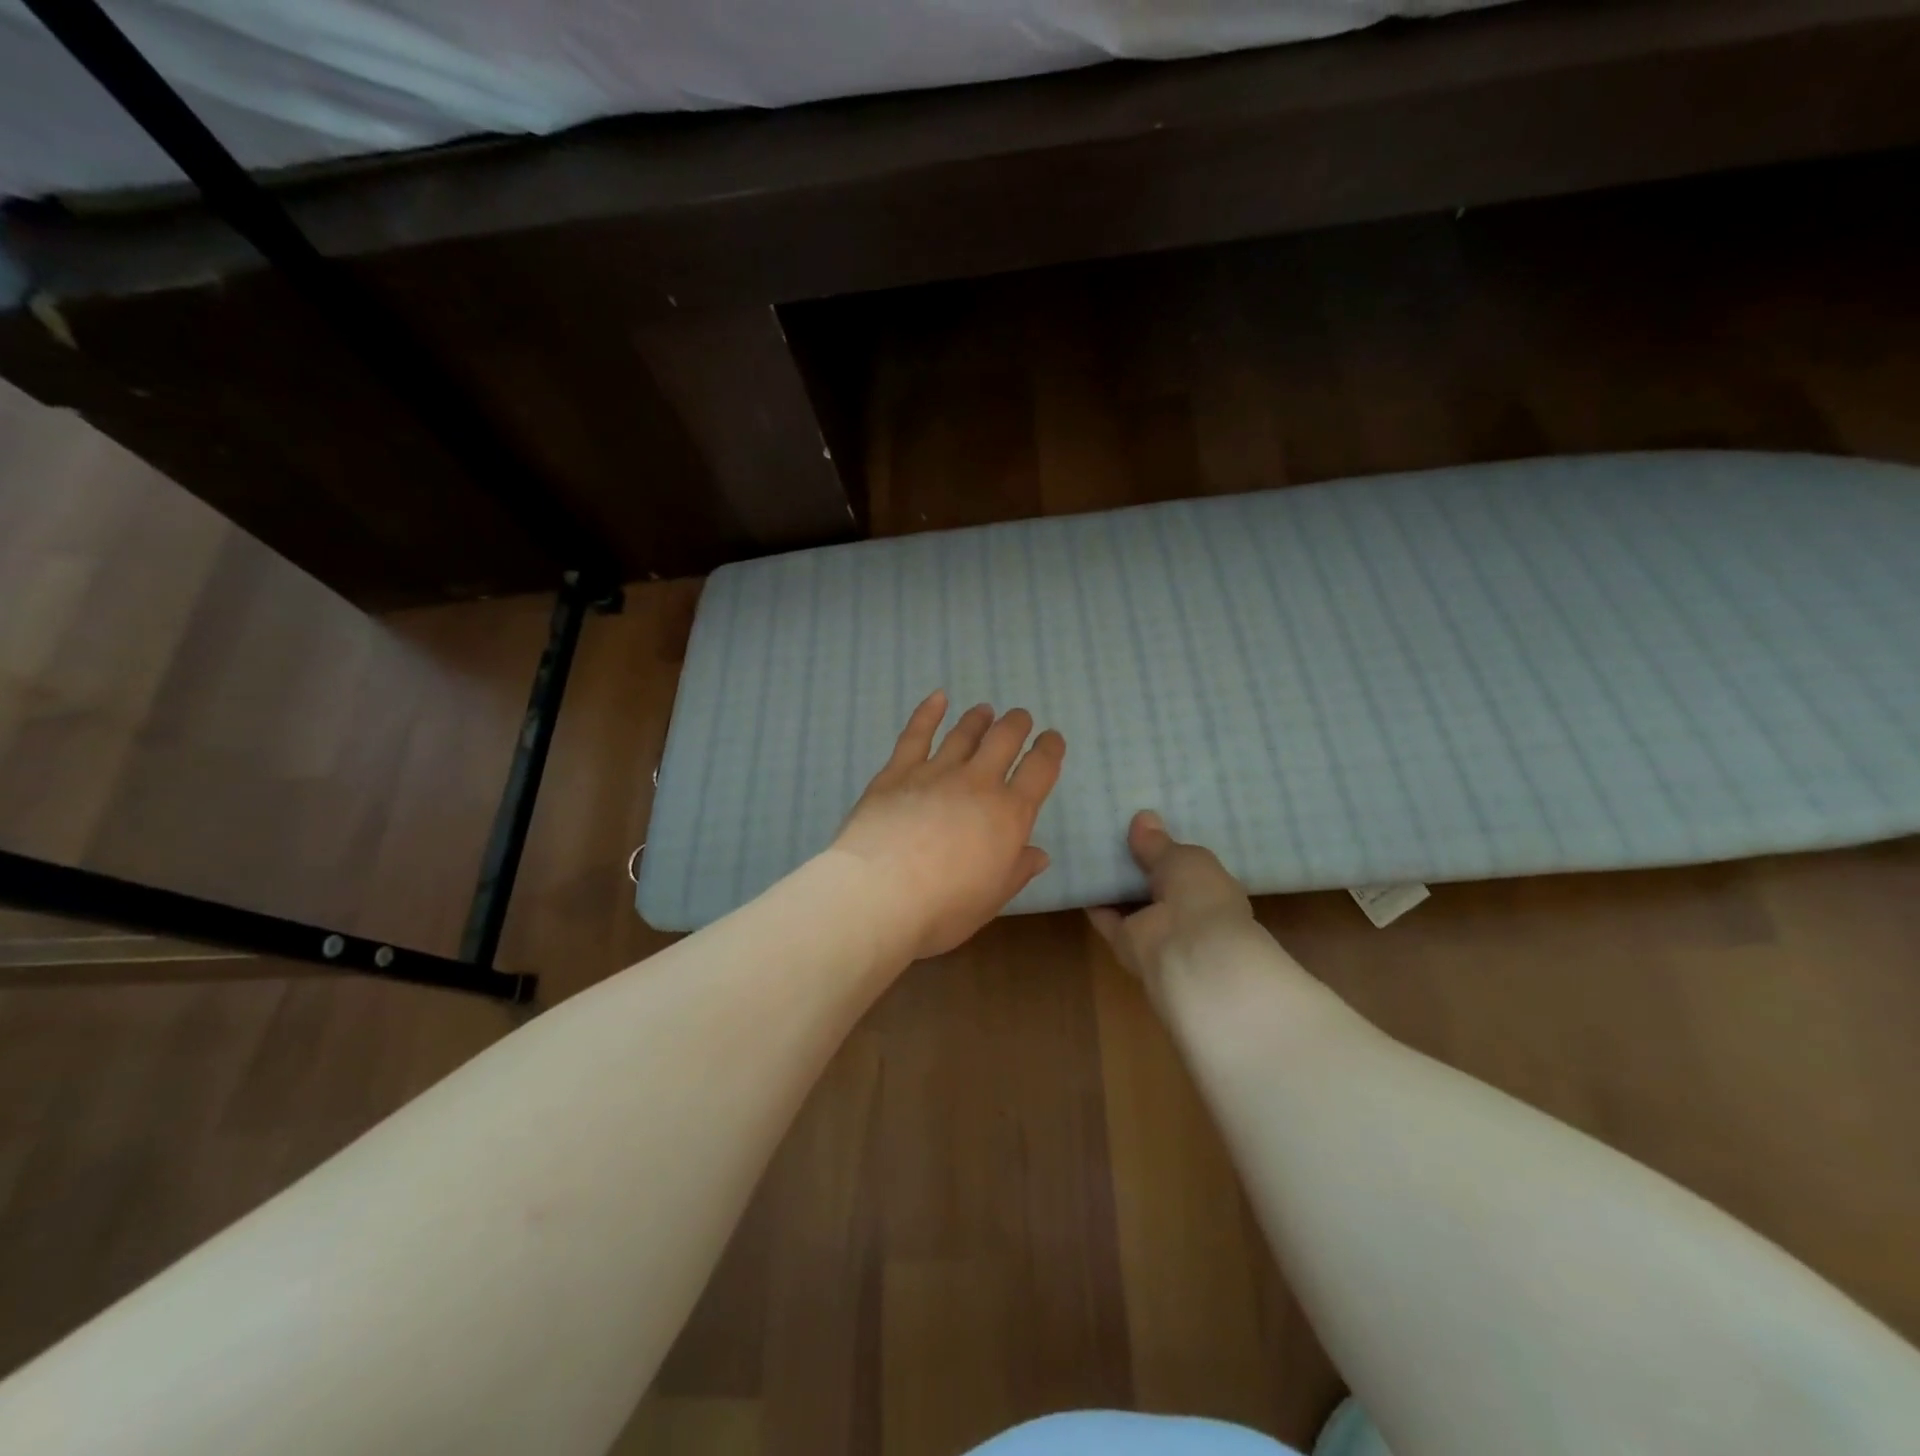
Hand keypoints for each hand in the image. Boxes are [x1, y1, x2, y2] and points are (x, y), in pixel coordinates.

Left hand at [834, 691, 1065, 959]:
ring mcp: (936, 772)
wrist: (880, 894)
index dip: (1050, 750)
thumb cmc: (944, 908)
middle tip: (1019, 718)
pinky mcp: (898, 772)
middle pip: (1004, 739)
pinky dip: (928, 712)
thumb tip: (1039, 853)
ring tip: (984, 710)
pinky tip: (937, 697)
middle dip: (1016, 724)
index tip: (1052, 739)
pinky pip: (916, 734)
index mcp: (1009, 814)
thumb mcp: (992, 899)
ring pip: (964, 733)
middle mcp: (978, 783)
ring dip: (978, 719)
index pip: (1040, 770)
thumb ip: (1017, 871)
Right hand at [1088, 811, 1259, 994]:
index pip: (1189, 867)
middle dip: (1138, 862)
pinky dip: (1093, 900)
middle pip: (1156, 884)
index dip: (1169, 849)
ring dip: (1114, 881)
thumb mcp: (1183, 857)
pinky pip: (1107, 917)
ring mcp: (1156, 930)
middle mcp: (1185, 911)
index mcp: (1211, 889)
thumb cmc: (1200, 896)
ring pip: (1131, 901)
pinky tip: (1078, 874)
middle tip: (1111, 830)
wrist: (1189, 953)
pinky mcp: (1126, 943)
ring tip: (1089, 847)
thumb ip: (1158, 843)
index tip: (1147, 827)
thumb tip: (1143, 817)